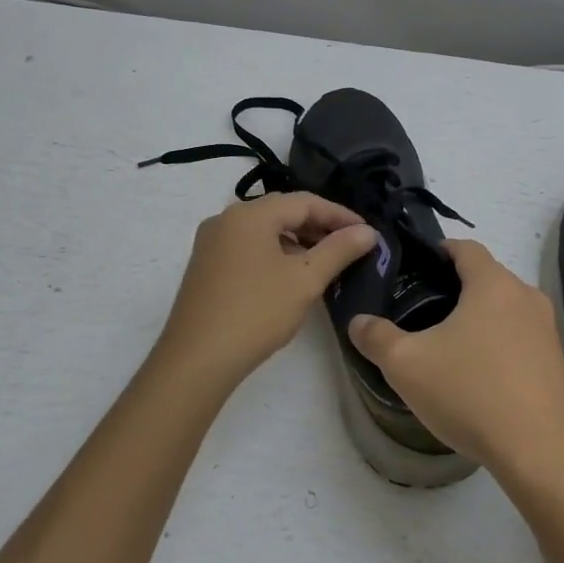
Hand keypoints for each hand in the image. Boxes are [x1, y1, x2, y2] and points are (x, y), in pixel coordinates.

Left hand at [152, 192, 379, 391]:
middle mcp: (226, 219)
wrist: (196, 361)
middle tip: (351, 246)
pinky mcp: (206, 265)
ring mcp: (212, 242)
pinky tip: (292, 276)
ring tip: (326, 262)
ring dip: (298, 241)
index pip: (305, 201)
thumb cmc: (255, 313)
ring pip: (265, 230)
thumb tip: (368, 231)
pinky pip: (249, 247)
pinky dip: (276, 253)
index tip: (368, 233)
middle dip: (319, 226)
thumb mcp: (304, 280)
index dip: (340, 215)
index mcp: (250, 214)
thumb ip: (339, 250)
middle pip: (283, 211)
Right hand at [347, 240, 563, 484]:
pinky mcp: (557, 360)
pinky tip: (478, 373)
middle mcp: (526, 296)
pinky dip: (498, 342)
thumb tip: (358, 321)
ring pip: (504, 308)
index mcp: (493, 283)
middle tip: (421, 310)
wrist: (540, 452)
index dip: (438, 251)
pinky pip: (520, 336)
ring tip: (446, 344)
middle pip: (486, 276)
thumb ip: (376, 337)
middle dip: (454, 287)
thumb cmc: (471, 393)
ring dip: (478, 317)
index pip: (465, 247)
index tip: (414, 268)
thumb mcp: (407, 365)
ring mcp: (547, 329)